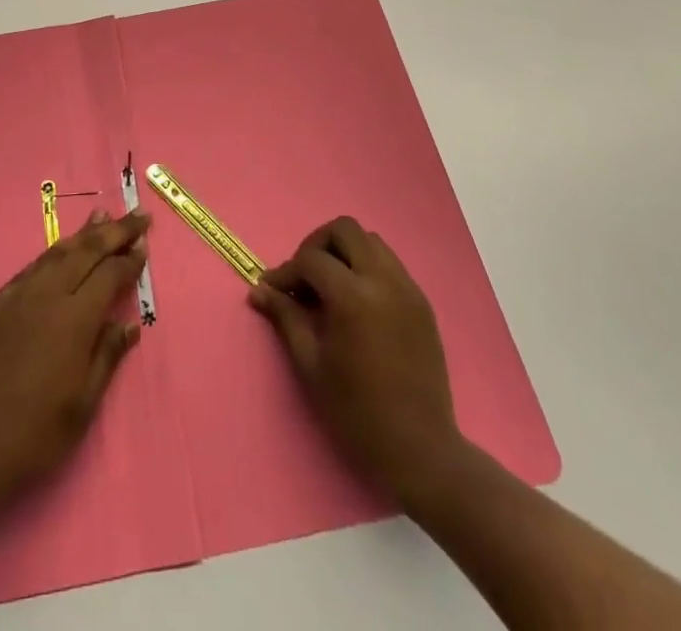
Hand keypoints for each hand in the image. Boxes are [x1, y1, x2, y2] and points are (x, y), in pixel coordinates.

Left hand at [0, 209, 150, 506]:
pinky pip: (30, 269)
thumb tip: (129, 324)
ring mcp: (17, 295)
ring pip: (56, 253)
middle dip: (115, 231)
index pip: (110, 274)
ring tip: (101, 216)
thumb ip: (107, 356)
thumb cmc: (37, 432)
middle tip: (137, 216)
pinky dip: (52, 255)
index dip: (129, 259)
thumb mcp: (84, 403)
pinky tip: (58, 253)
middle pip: (86, 251)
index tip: (145, 246)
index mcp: (75, 318)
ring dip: (82, 234)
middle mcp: (48, 295)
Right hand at [250, 215, 461, 507]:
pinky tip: (356, 301)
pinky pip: (390, 263)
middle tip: (304, 277)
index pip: (312, 260)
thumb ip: (286, 317)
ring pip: (370, 241)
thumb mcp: (311, 365)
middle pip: (344, 230)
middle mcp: (384, 281)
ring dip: (344, 252)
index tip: (272, 289)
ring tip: (329, 286)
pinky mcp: (422, 302)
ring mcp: (408, 289)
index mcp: (354, 298)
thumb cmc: (357, 412)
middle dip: (317, 245)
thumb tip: (259, 290)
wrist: (421, 450)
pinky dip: (367, 267)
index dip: (286, 271)